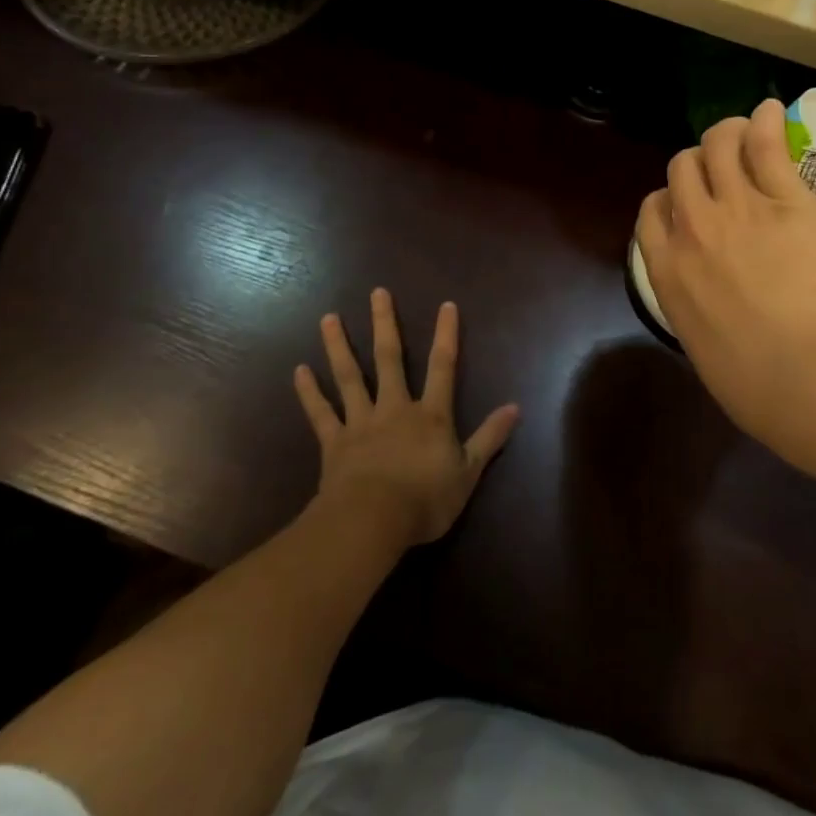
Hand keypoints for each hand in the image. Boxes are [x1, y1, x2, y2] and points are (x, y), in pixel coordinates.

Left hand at [295, 289, 519, 547]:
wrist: (371, 522)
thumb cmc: (425, 500)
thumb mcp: (468, 472)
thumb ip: (490, 438)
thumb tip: (516, 407)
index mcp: (430, 415)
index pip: (443, 367)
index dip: (446, 335)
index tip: (446, 305)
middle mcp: (395, 408)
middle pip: (390, 359)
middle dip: (385, 324)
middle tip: (377, 292)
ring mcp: (361, 423)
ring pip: (349, 377)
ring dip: (339, 346)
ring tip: (329, 318)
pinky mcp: (334, 443)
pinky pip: (320, 413)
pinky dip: (309, 392)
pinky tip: (299, 370)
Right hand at [636, 99, 815, 441]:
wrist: (797, 367)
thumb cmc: (750, 379)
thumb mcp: (705, 348)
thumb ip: (703, 316)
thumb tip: (719, 320)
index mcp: (666, 268)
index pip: (651, 211)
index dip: (667, 198)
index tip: (685, 203)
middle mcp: (693, 227)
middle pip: (681, 169)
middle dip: (695, 163)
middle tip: (719, 166)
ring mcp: (737, 207)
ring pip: (718, 147)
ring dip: (725, 133)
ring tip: (742, 129)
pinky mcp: (784, 198)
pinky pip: (765, 146)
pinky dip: (764, 122)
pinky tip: (770, 110)